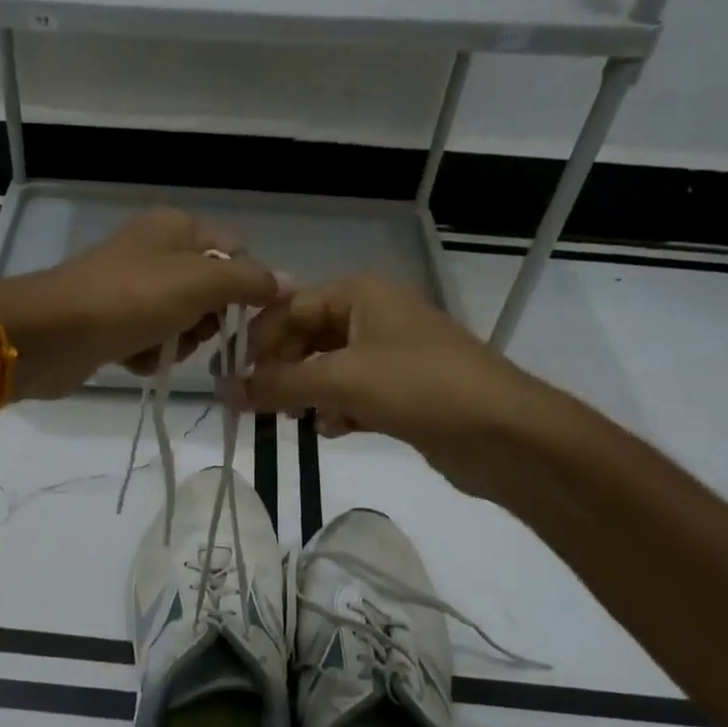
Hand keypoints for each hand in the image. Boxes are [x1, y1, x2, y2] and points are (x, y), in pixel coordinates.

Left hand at [0, 208, 286, 400]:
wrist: (52, 334)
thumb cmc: (131, 299)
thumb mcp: (200, 283)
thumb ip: (249, 282)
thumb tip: (288, 283)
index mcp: (177, 228)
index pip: (236, 253)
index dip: (247, 286)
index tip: (249, 319)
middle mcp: (155, 251)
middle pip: (211, 291)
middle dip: (207, 320)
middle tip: (190, 330)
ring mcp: (131, 287)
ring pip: (183, 321)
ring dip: (178, 341)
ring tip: (157, 346)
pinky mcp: (113, 322)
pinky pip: (152, 341)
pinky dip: (150, 354)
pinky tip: (134, 359)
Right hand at [226, 273, 554, 500]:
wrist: (505, 433)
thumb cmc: (419, 387)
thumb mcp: (341, 379)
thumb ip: (278, 384)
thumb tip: (222, 391)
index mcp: (361, 293)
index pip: (290, 307)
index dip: (259, 341)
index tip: (233, 378)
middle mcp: (374, 315)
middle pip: (308, 337)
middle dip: (283, 370)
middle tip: (259, 403)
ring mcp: (391, 354)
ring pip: (328, 369)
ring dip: (308, 393)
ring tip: (296, 419)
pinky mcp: (403, 391)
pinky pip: (353, 394)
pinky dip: (337, 409)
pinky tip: (333, 430)